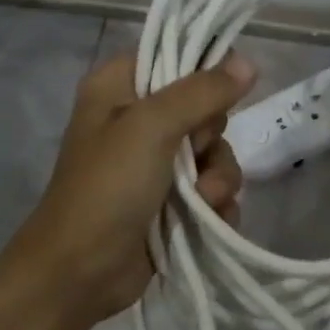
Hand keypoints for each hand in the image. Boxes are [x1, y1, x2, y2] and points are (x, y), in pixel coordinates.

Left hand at [7, 50, 253, 323]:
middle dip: (211, 138)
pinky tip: (211, 220)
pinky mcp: (172, 201)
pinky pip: (214, 188)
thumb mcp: (150, 128)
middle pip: (204, 107)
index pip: (173, 56)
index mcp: (120, 86)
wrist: (79, 273)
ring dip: (219, 178)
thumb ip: (201, 92)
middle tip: (195, 154)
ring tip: (204, 202)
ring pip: (214, 152)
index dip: (203, 73)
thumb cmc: (106, 188)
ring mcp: (156, 163)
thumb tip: (249, 62)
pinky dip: (217, 204)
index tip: (216, 96)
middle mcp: (138, 118)